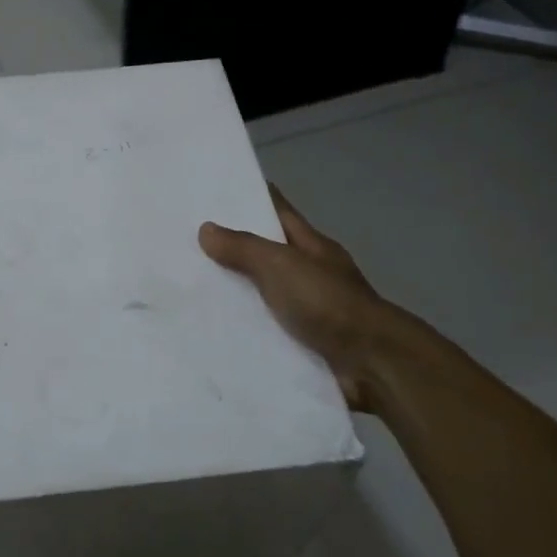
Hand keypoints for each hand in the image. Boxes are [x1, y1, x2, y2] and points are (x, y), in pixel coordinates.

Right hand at [199, 187, 388, 409]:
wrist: (370, 363)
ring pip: (263, 292)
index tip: (214, 193)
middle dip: (232, 248)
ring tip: (189, 287)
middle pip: (267, 252)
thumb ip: (244, 248)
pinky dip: (244, 327)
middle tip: (186, 243)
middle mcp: (310, 272)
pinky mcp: (302, 342)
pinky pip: (265, 328)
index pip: (277, 211)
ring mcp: (309, 308)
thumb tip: (206, 229)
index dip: (250, 199)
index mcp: (311, 245)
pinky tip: (213, 329)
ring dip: (235, 292)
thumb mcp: (281, 266)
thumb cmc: (327, 303)